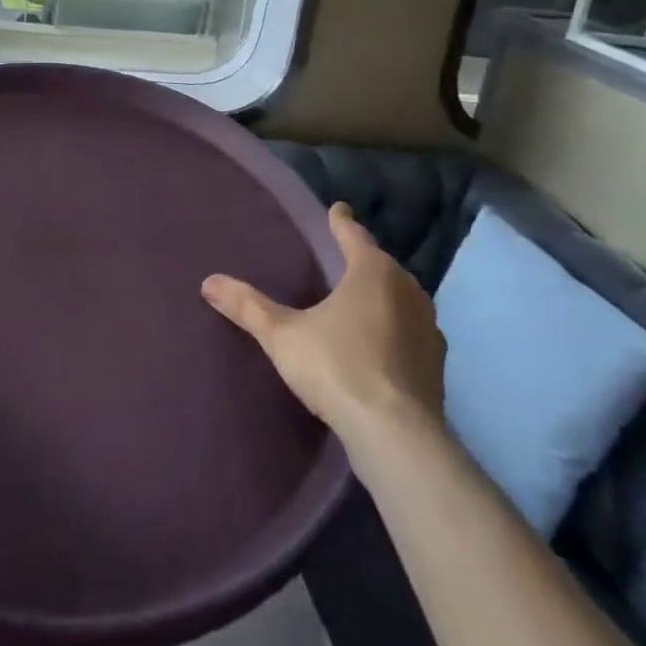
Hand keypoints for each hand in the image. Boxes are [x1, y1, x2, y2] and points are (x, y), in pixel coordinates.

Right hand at [202, 203, 445, 447]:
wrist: (397, 436)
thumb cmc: (338, 367)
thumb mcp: (282, 335)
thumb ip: (248, 306)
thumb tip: (208, 281)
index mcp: (372, 271)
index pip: (353, 234)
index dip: (341, 221)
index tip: (337, 209)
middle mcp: (407, 290)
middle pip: (381, 264)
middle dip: (362, 259)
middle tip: (341, 257)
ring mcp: (427, 328)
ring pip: (400, 297)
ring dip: (382, 296)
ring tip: (359, 300)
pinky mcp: (437, 364)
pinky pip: (411, 331)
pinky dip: (395, 329)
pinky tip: (379, 344)